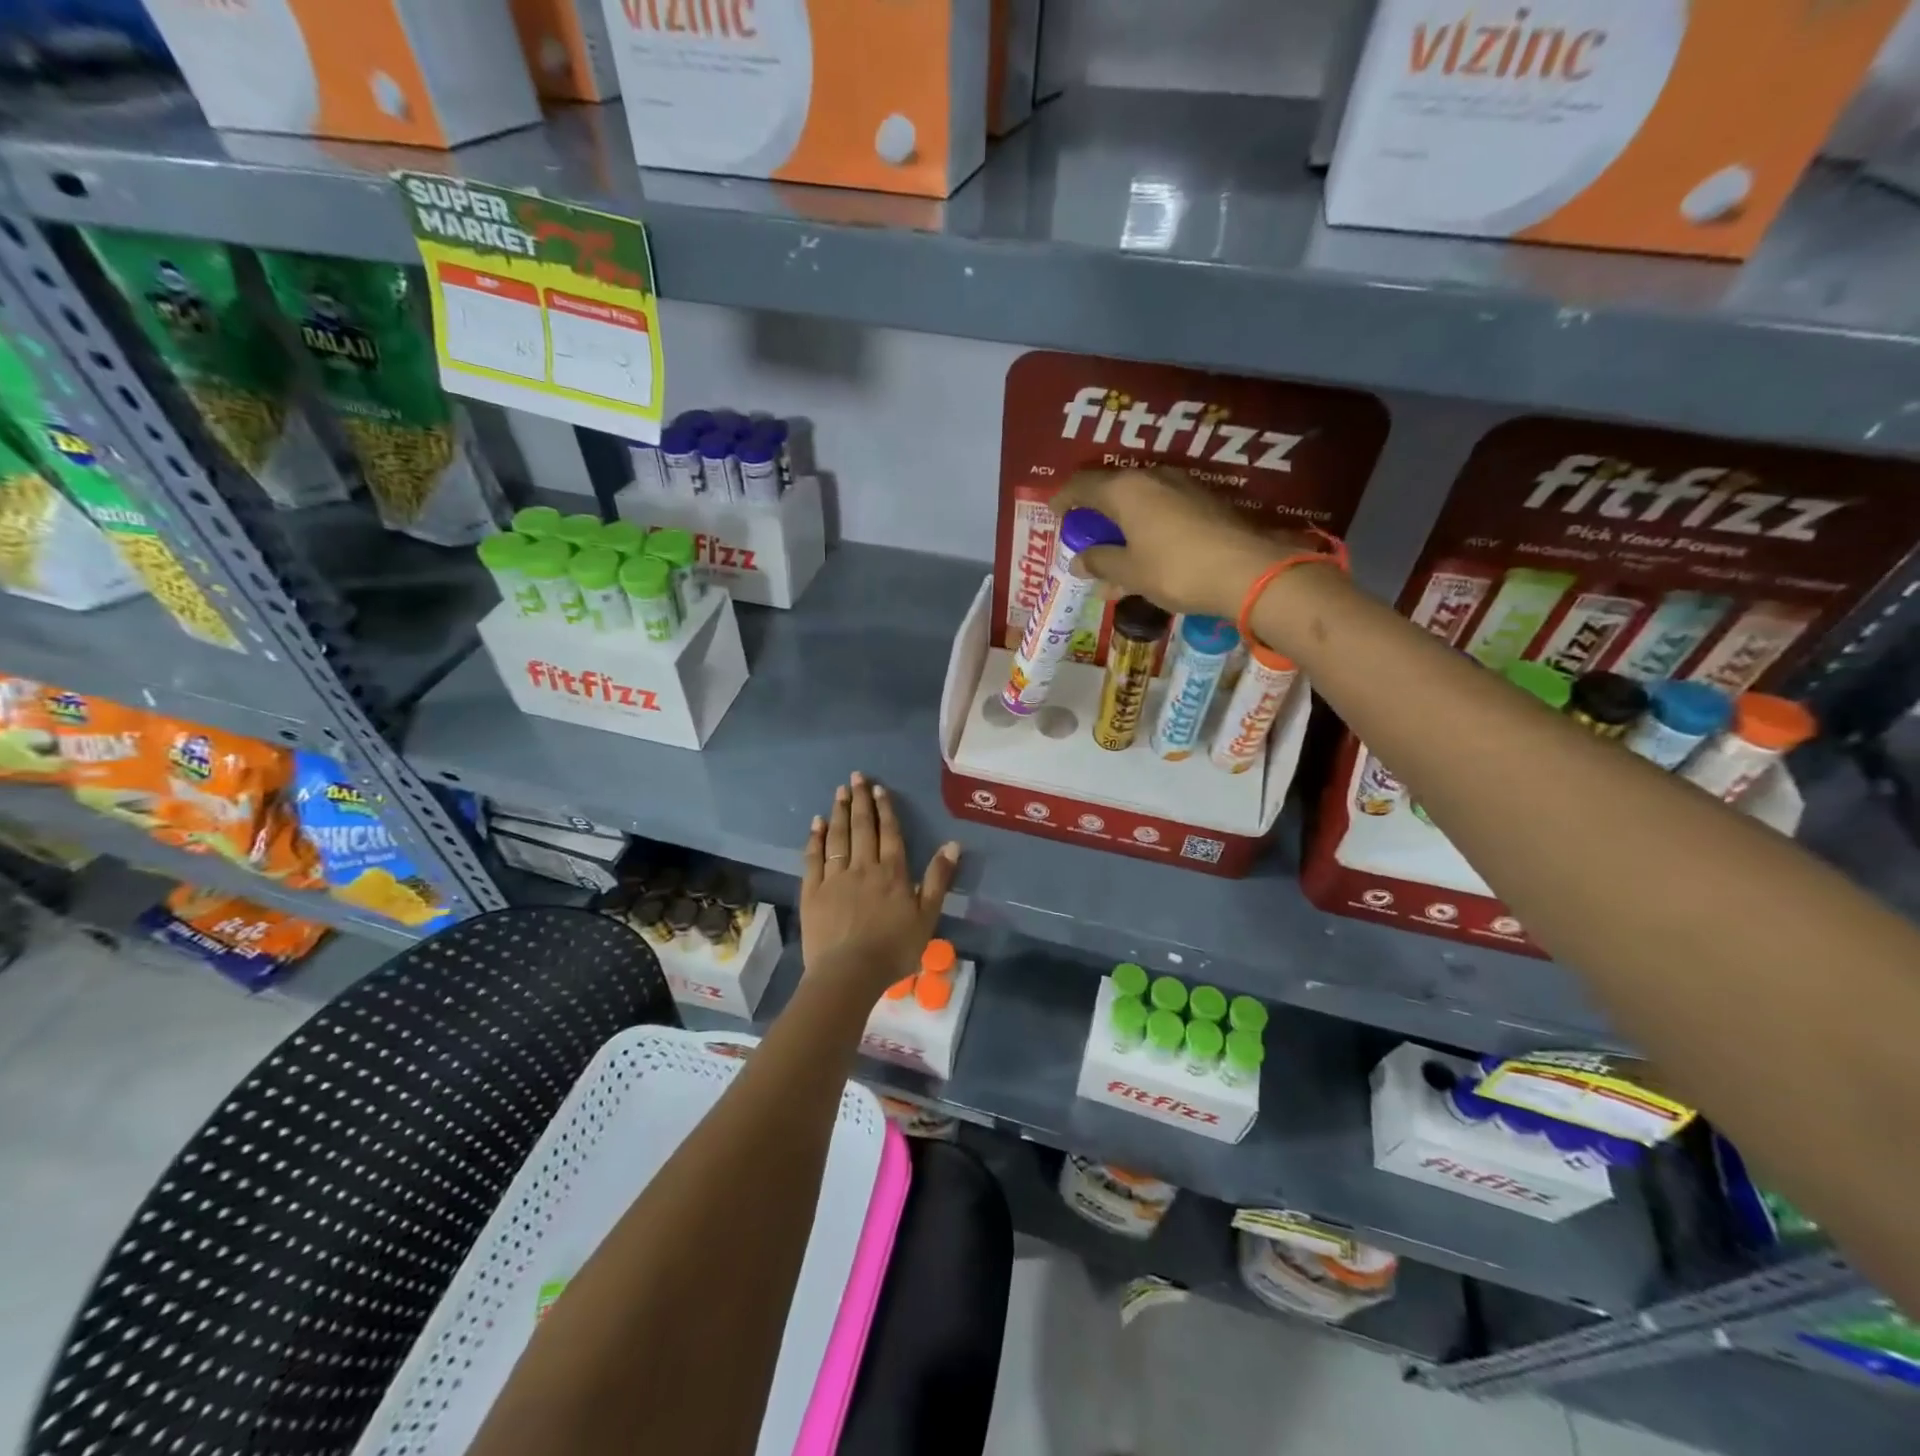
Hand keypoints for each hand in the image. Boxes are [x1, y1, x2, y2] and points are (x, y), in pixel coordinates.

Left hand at [801, 772, 960, 995]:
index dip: (885, 809)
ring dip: (838, 812)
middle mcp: (863, 867)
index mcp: (892, 872)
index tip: (879, 788)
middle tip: (856, 777)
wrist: (849, 973)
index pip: (889, 833)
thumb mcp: (927, 916)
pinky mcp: (813, 891)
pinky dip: (815, 839)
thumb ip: (938, 879)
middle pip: (861, 827)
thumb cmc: (894, 949)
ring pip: (837, 837)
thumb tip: (952, 844)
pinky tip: (816, 824)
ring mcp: (835, 878)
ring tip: (839, 791)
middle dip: (859, 800)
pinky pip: (814, 858)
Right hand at [1049, 466, 1313, 619]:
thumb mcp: (1130, 572)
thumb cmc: (1176, 570)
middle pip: (1113, 489)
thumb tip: (1079, 560)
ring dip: (1122, 524)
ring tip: (1114, 553)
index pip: (1083, 485)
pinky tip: (1146, 554)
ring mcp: (1183, 487)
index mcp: (1126, 490)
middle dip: (1095, 513)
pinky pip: (1162, 510)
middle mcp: (1153, 478)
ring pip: (1140, 501)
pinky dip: (1146, 528)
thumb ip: (1101, 562)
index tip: (1054, 513)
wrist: (1247, 572)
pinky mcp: (1205, 502)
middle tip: (1084, 535)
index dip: (1064, 499)